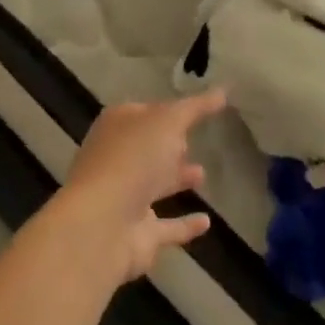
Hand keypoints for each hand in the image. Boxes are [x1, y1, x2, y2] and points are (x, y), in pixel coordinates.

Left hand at [56, 91, 227, 281]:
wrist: (102, 225)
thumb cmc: (132, 159)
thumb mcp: (168, 121)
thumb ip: (195, 108)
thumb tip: (222, 90)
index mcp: (118, 127)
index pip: (145, 112)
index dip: (166, 110)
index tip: (192, 110)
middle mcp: (118, 159)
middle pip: (147, 149)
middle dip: (169, 145)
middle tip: (193, 142)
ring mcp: (125, 198)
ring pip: (154, 185)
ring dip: (176, 179)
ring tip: (202, 174)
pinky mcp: (137, 234)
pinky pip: (166, 227)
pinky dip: (184, 225)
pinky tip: (206, 222)